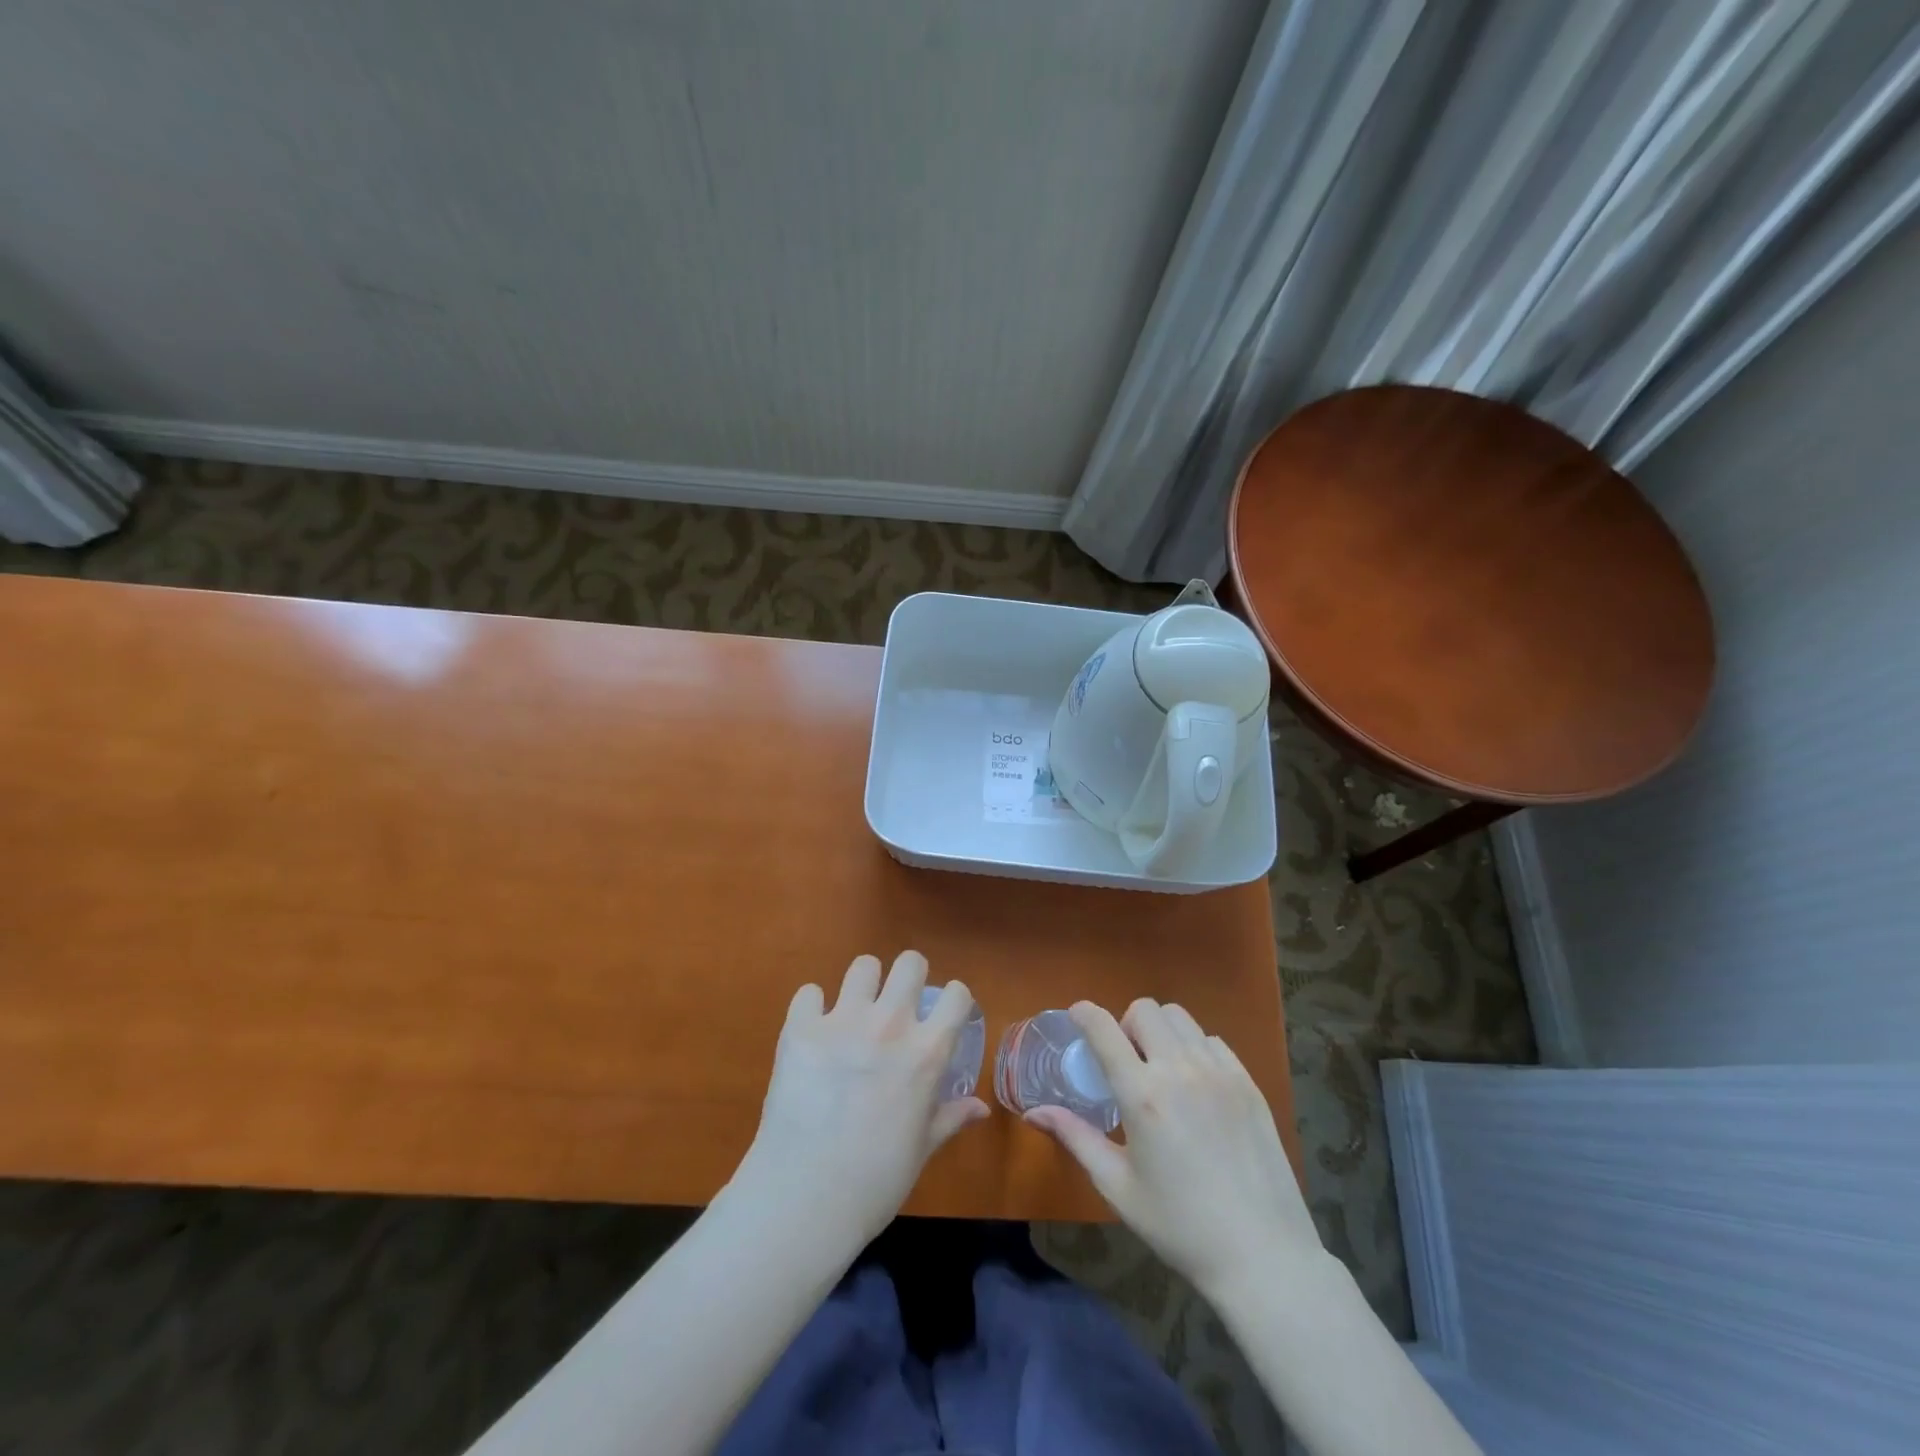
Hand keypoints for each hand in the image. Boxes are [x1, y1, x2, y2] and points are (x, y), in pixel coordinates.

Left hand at [735, 950, 989, 1250]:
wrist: (805, 1198)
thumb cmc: (876, 1181)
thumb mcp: (922, 1149)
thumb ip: (950, 1117)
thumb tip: (980, 1108)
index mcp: (927, 1052)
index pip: (956, 994)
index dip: (952, 1000)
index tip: (943, 1012)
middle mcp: (890, 1024)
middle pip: (910, 962)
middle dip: (909, 976)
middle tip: (898, 1002)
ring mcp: (843, 1021)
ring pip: (863, 966)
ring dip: (863, 985)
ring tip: (855, 1010)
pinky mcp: (801, 1028)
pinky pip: (809, 993)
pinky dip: (813, 1008)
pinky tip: (812, 1031)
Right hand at [1025, 998, 1319, 1295]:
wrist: (1263, 1257)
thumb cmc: (1180, 1227)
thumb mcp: (1118, 1187)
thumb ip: (1076, 1138)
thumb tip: (1034, 1112)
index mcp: (1143, 1095)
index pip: (1104, 1028)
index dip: (1084, 1013)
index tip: (1076, 1017)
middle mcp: (1180, 1070)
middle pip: (1144, 1010)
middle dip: (1125, 1024)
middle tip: (1125, 1061)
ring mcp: (1219, 1072)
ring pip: (1180, 1017)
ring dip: (1160, 1031)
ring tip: (1160, 1068)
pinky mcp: (1248, 1082)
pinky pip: (1212, 1040)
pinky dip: (1194, 1048)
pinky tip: (1195, 1085)